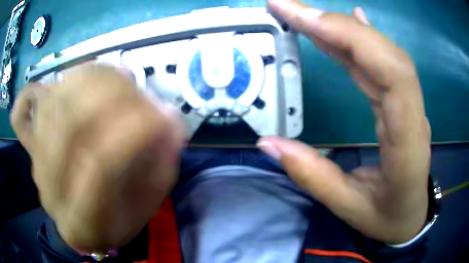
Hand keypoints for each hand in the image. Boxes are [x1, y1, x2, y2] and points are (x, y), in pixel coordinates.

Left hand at [11, 65, 182, 251]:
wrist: (81, 225)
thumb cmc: (117, 221)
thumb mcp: (147, 206)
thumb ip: (159, 168)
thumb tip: (169, 121)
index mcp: (84, 223)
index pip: (100, 168)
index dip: (133, 133)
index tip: (163, 115)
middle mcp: (51, 192)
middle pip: (70, 126)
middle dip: (112, 97)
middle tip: (138, 88)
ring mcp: (34, 163)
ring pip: (50, 105)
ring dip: (88, 81)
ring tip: (113, 79)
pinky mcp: (28, 147)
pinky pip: (21, 113)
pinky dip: (32, 93)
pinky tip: (57, 86)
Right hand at [258, 0, 430, 242]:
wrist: (410, 217)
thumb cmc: (387, 217)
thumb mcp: (350, 207)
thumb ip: (313, 176)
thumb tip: (268, 143)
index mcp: (407, 140)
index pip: (391, 73)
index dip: (350, 37)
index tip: (303, 20)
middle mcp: (412, 112)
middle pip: (382, 52)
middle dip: (334, 22)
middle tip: (287, 7)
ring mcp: (407, 104)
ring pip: (379, 52)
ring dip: (339, 27)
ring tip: (302, 13)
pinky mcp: (399, 102)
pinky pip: (381, 62)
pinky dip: (360, 38)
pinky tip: (349, 20)